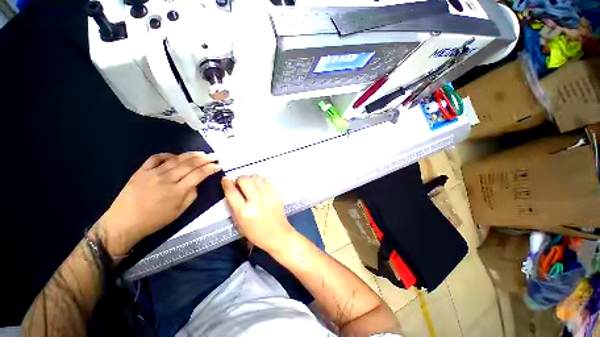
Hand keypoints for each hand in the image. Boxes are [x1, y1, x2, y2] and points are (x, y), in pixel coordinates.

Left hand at [93, 152, 220, 255]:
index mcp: (177, 191)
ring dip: (191, 155)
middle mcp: (167, 179)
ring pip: (176, 159)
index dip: (210, 168)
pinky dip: (168, 155)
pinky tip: (175, 155)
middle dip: (205, 159)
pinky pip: (156, 158)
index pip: (199, 174)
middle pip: (190, 164)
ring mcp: (152, 173)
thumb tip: (196, 182)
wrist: (124, 222)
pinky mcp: (141, 171)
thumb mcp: (179, 211)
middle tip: (214, 156)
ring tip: (201, 153)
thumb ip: (191, 195)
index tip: (218, 165)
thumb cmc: (155, 220)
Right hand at [222, 175, 295, 254]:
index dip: (226, 183)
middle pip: (244, 180)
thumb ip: (234, 206)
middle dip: (240, 179)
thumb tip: (232, 188)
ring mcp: (268, 196)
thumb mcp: (240, 223)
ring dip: (251, 178)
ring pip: (256, 177)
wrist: (278, 234)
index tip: (225, 180)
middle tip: (240, 184)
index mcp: (244, 212)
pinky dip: (262, 180)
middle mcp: (256, 201)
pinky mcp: (277, 193)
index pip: (232, 192)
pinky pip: (267, 179)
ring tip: (251, 184)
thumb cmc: (256, 233)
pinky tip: (261, 185)